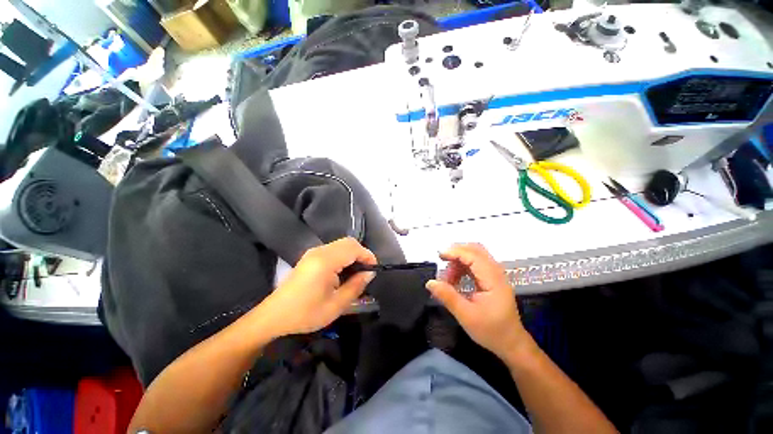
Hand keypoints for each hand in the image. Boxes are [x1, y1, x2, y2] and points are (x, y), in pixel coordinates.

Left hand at [258, 237, 376, 336]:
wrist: (274, 316)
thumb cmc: (305, 313)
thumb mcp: (335, 305)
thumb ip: (356, 286)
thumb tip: (370, 273)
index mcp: (325, 262)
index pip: (353, 248)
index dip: (367, 255)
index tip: (374, 269)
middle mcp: (319, 251)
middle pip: (348, 242)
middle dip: (361, 253)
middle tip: (366, 271)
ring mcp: (313, 252)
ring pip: (341, 244)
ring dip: (353, 254)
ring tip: (357, 272)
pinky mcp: (311, 256)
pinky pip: (333, 249)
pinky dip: (344, 255)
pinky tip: (343, 271)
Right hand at [426, 244, 531, 361]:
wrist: (511, 344)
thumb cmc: (491, 331)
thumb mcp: (466, 316)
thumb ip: (448, 297)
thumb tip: (430, 283)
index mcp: (493, 280)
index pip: (473, 256)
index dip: (455, 252)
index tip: (439, 256)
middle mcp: (496, 272)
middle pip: (476, 250)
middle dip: (457, 253)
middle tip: (442, 262)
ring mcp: (495, 275)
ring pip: (475, 256)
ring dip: (459, 261)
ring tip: (448, 278)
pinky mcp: (491, 279)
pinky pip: (475, 264)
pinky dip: (463, 267)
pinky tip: (455, 280)